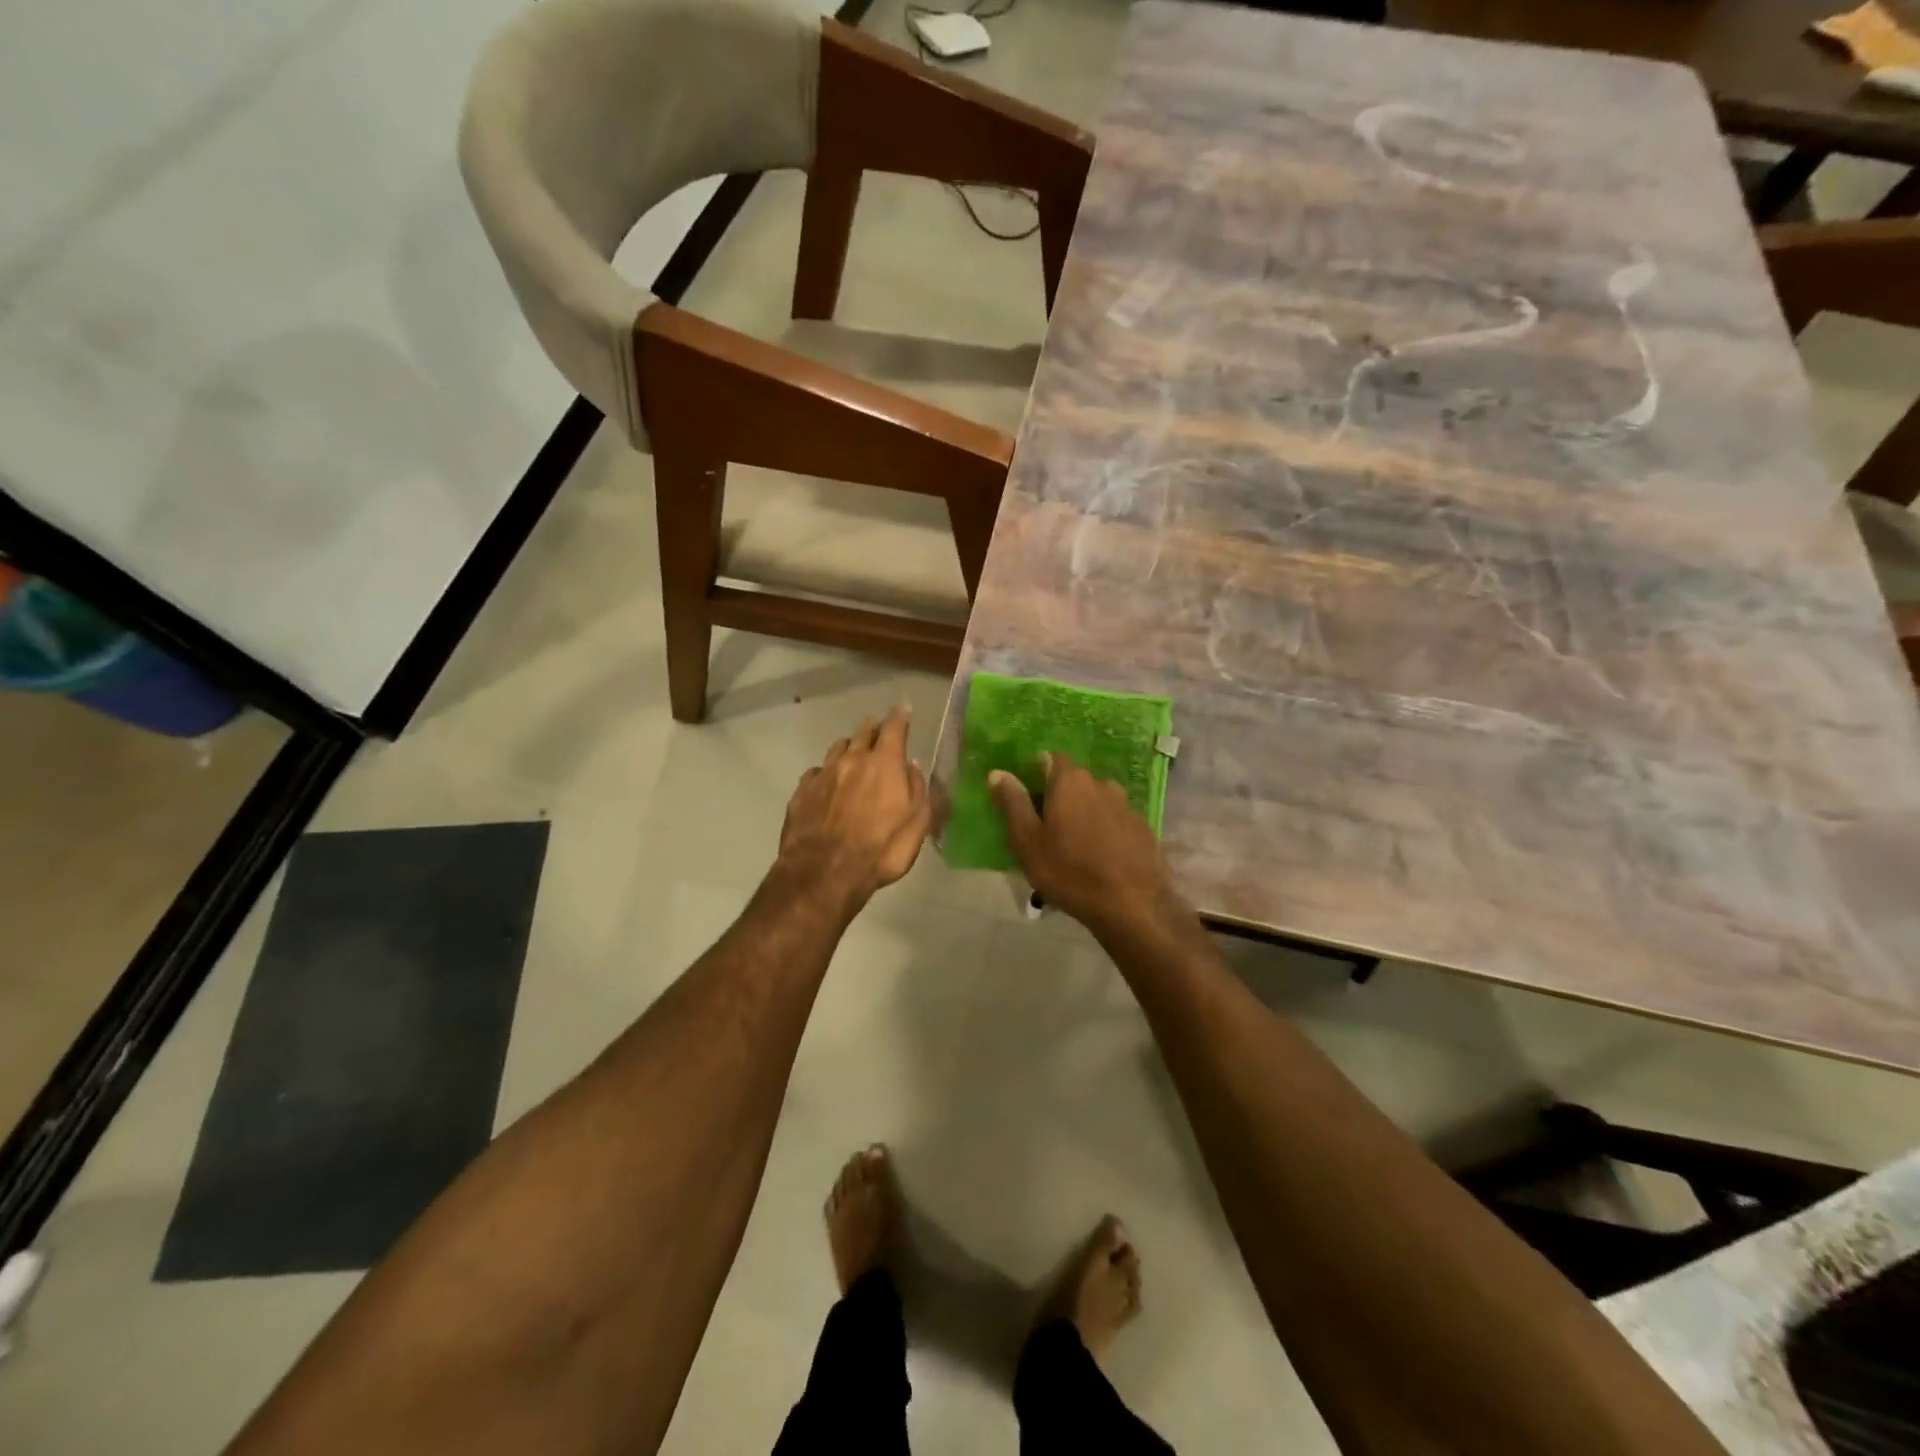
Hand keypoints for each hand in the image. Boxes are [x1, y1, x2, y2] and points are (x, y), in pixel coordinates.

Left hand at [778, 707, 929, 911]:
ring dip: (849, 746)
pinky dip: (826, 772)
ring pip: (838, 747)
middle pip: (863, 732)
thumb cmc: (880, 850)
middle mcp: (853, 759)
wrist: (824, 872)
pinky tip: (826, 782)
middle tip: (879, 729)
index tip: (904, 709)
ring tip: (853, 751)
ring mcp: (824, 774)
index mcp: (884, 763)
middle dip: (874, 728)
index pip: (895, 728)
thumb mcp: (916, 825)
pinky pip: (816, 772)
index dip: (901, 716)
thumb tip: (913, 767)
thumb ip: (918, 791)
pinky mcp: (801, 792)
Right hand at [989, 753, 1188, 939]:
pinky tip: (1099, 859)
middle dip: (1058, 798)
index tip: (1027, 799)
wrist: (1133, 906)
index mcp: (1071, 781)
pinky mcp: (1143, 829)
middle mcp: (1101, 784)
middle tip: (1045, 830)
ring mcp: (1127, 806)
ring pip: (1096, 802)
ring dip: (1083, 816)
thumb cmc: (1069, 871)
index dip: (1036, 774)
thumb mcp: (1028, 841)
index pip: (1050, 758)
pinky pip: (1115, 822)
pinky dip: (1104, 832)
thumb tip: (998, 773)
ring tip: (1073, 849)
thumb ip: (1013, 803)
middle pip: (1074, 782)